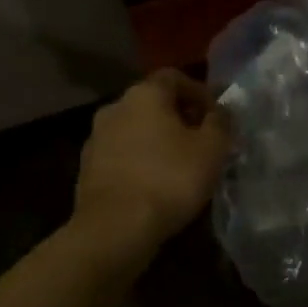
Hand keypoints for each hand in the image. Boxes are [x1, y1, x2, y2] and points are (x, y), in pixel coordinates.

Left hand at [75, 70, 232, 253]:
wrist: (114, 229)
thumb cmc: (169, 179)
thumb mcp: (212, 149)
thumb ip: (220, 122)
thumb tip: (220, 112)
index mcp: (145, 94)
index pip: (174, 77)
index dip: (199, 93)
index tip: (215, 117)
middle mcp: (116, 107)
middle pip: (153, 102)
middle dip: (178, 117)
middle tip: (200, 141)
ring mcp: (96, 138)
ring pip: (135, 129)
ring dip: (157, 140)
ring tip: (178, 165)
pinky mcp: (86, 168)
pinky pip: (121, 155)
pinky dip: (139, 161)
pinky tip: (154, 185)